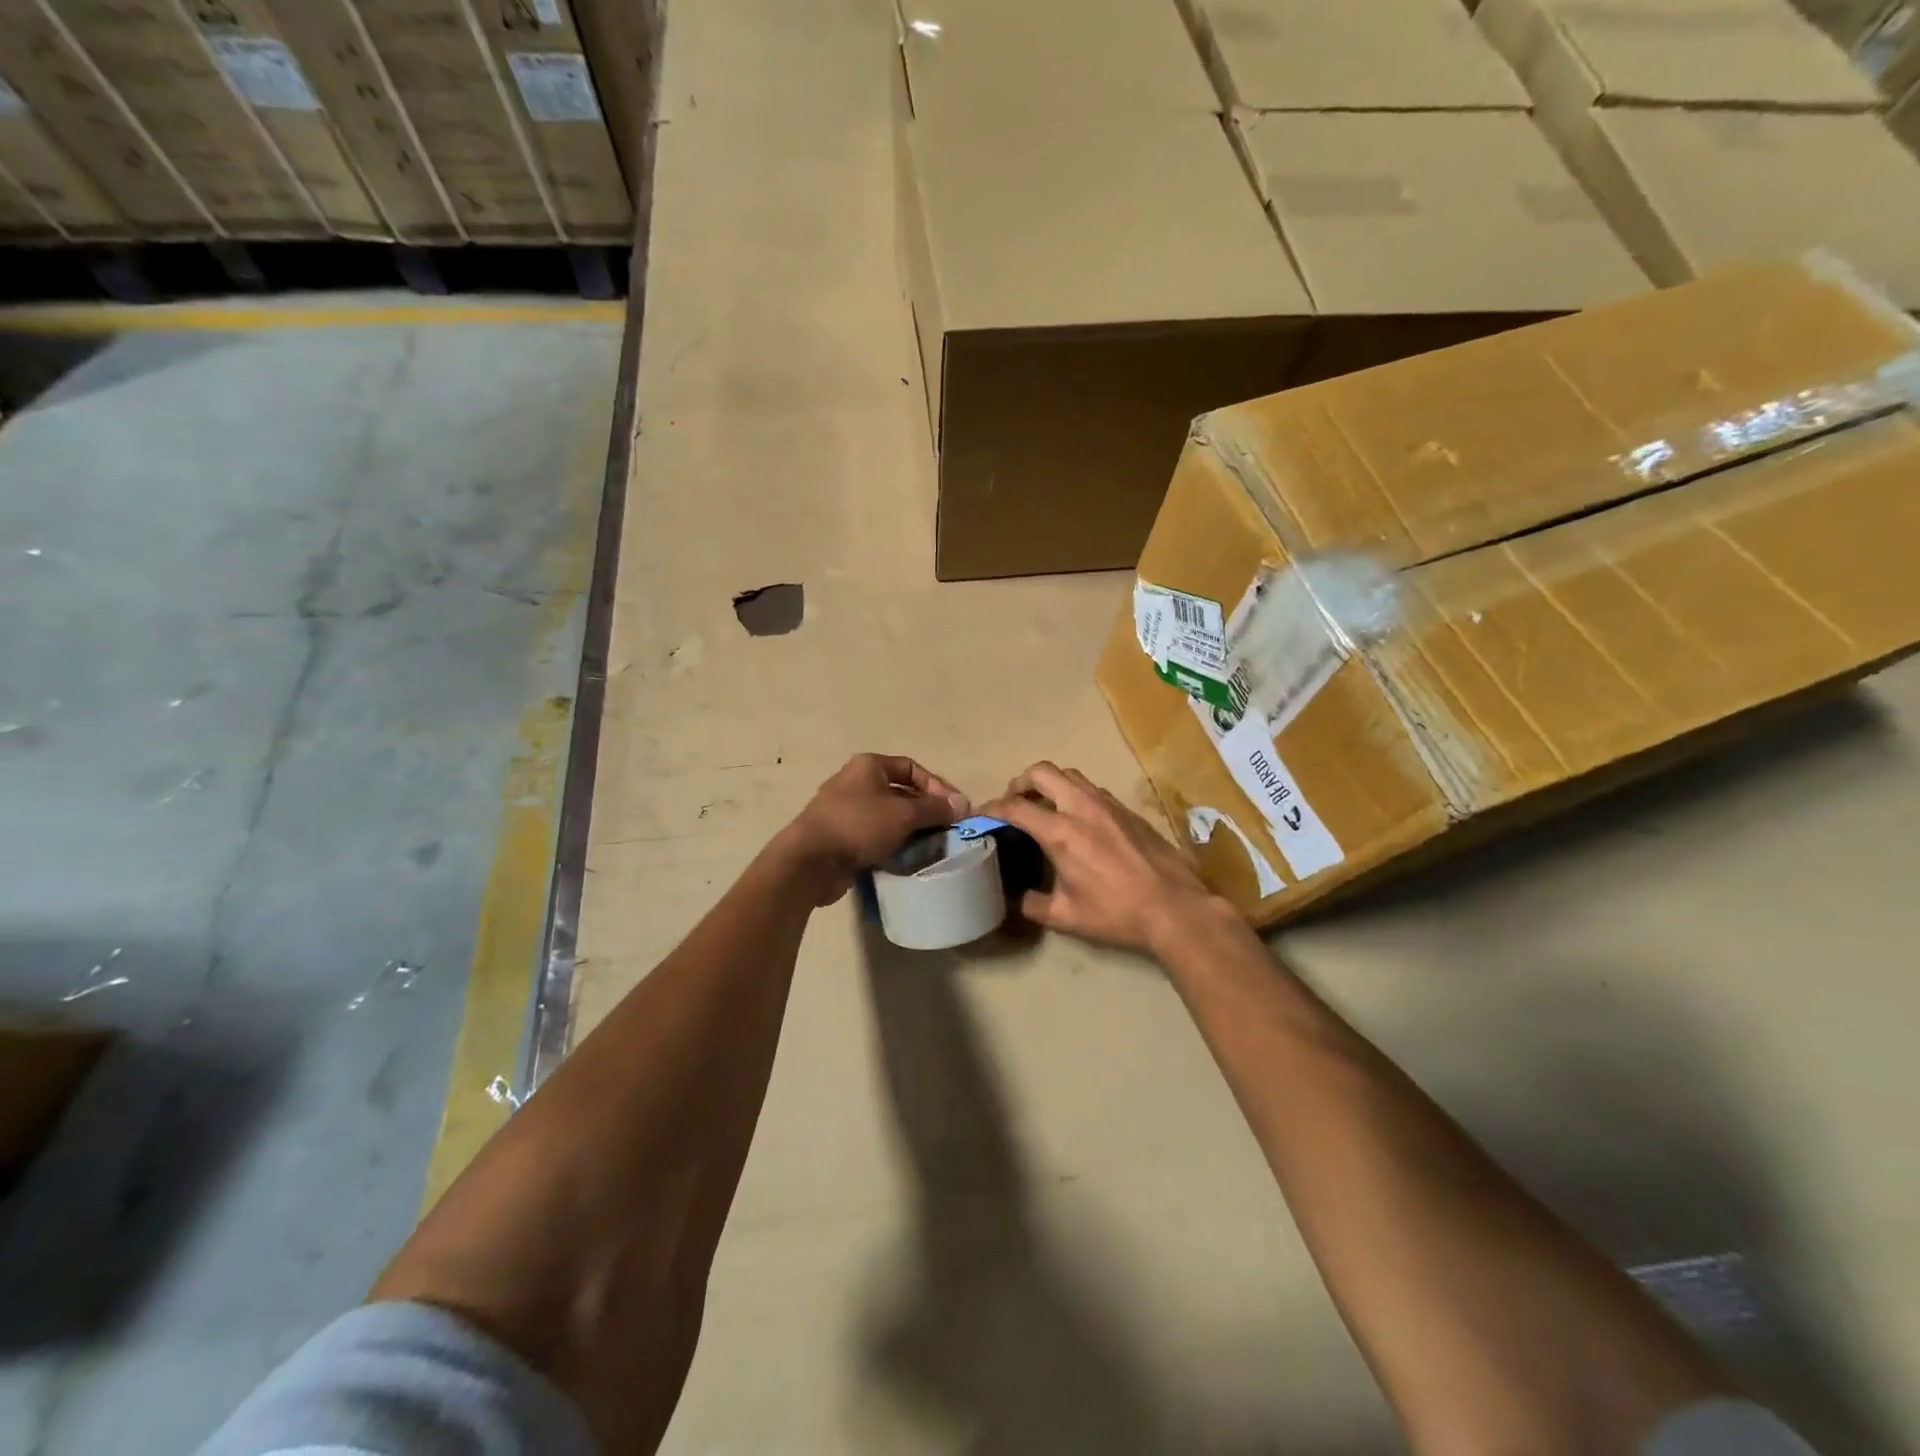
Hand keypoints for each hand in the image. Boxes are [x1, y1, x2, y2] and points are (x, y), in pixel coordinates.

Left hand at [783, 754, 969, 903]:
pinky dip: (892, 844)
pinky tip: (907, 858)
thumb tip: (962, 804)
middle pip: (901, 792)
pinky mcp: (841, 837)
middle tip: (947, 829)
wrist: (811, 860)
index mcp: (869, 766)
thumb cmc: (859, 825)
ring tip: (931, 846)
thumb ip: (934, 809)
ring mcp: (846, 811)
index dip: (937, 786)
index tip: (955, 808)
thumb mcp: (903, 814)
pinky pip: (875, 836)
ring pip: (888, 816)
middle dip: (925, 810)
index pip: (912, 768)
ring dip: (910, 829)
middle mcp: (856, 782)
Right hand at [983, 762, 1228, 954]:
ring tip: (1044, 806)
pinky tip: (1078, 819)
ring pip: (1069, 774)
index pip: (1015, 807)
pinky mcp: (1127, 809)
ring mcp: (1107, 803)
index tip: (981, 815)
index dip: (991, 807)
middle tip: (1014, 802)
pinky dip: (1074, 793)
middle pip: (1042, 772)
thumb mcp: (1066, 917)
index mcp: (1060, 832)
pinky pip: (1092, 788)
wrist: (1175, 906)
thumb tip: (1016, 899)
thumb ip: (1033, 905)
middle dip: (1019, 782)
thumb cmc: (1117, 913)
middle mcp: (1081, 807)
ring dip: (1050, 784)